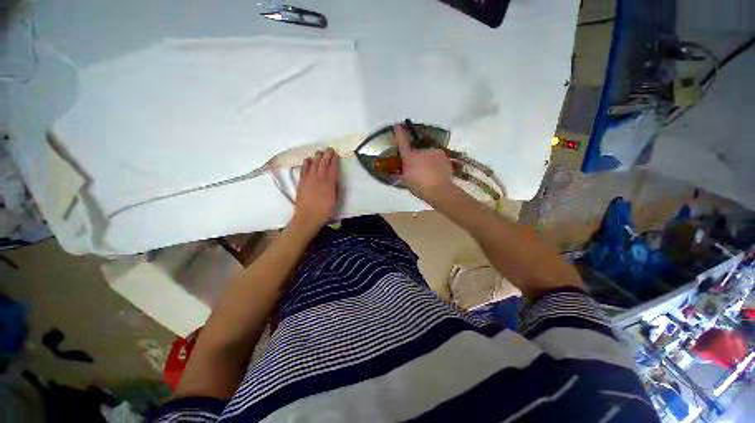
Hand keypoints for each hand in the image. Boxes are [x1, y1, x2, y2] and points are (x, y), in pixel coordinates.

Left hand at [292, 148, 339, 231]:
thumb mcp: (336, 199)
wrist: (308, 217)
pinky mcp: (301, 182)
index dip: (335, 159)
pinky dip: (306, 163)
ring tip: (320, 152)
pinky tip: (308, 159)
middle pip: (323, 162)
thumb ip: (336, 187)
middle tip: (329, 149)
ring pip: (313, 163)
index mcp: (329, 182)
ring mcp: (309, 179)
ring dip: (317, 156)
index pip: (333, 167)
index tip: (336, 154)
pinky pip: (304, 169)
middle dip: (327, 154)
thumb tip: (336, 178)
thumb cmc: (325, 211)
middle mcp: (319, 177)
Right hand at [393, 124, 454, 201]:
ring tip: (429, 174)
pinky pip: (437, 158)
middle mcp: (421, 151)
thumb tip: (404, 170)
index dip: (399, 132)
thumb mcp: (406, 181)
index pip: (402, 142)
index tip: (397, 125)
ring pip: (428, 155)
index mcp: (409, 157)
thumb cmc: (419, 186)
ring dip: (427, 161)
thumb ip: (404, 172)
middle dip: (417, 159)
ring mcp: (434, 152)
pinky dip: (436, 164)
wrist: (439, 190)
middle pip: (417, 151)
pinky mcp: (444, 156)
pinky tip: (437, 174)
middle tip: (418, 171)